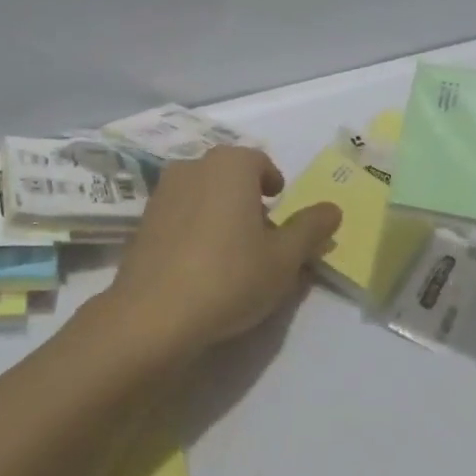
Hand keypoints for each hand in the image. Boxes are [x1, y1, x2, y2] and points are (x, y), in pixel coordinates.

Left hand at [102, 145, 341, 360]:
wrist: (154, 314)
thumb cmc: (230, 277)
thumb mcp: (284, 258)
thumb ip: (310, 229)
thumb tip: (333, 208)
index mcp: (229, 165)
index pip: (259, 162)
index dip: (273, 184)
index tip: (280, 210)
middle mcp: (192, 167)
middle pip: (228, 175)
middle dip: (247, 197)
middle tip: (262, 234)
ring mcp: (162, 193)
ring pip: (202, 193)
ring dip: (219, 211)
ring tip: (231, 251)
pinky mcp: (142, 222)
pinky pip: (179, 214)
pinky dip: (193, 228)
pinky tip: (200, 264)